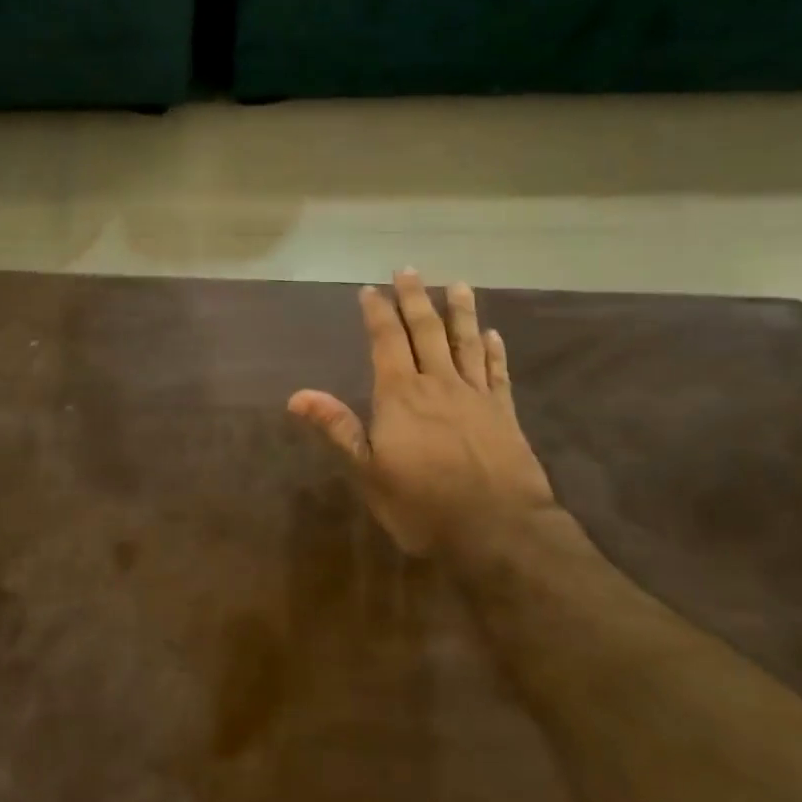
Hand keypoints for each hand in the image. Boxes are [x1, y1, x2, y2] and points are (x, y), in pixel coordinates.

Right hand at [289, 270, 556, 559]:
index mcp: (401, 395)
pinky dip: (494, 351)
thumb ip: (337, 428)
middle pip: (427, 331)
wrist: (498, 531)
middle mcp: (438, 384)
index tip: (370, 289)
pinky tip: (493, 335)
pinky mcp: (504, 413)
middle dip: (415, 299)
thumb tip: (296, 395)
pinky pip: (498, 373)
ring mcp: (476, 396)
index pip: (387, 342)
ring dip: (460, 312)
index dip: (377, 314)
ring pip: (466, 343)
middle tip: (409, 270)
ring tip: (458, 284)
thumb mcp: (368, 473)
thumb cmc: (422, 504)